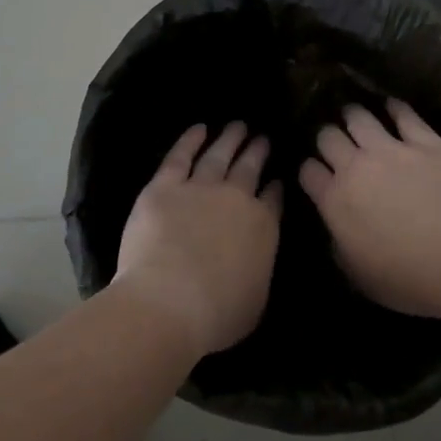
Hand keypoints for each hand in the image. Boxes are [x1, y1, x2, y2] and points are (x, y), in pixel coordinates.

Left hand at [114, 122, 283, 356]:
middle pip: (249, 169)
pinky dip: (190, 140)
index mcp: (262, 226)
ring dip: (229, 139)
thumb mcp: (256, 300)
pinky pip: (180, 156)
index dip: (274, 187)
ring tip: (238, 126)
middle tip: (262, 138)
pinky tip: (199, 129)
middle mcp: (236, 198)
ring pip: (218, 155)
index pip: (272, 199)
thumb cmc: (217, 313)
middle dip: (257, 152)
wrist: (169, 301)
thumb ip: (259, 271)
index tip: (276, 178)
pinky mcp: (165, 187)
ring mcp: (200, 188)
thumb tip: (256, 260)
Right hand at [299, 101, 440, 319]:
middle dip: (327, 138)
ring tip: (355, 116)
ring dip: (353, 116)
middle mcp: (356, 167)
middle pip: (327, 136)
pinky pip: (404, 114)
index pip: (308, 171)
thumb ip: (340, 247)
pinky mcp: (426, 142)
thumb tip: (337, 231)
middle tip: (336, 144)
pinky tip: (392, 106)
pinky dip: (394, 108)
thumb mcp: (359, 277)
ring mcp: (391, 149)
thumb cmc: (410, 279)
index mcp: (335, 200)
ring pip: (359, 117)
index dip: (310, 171)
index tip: (317, 175)